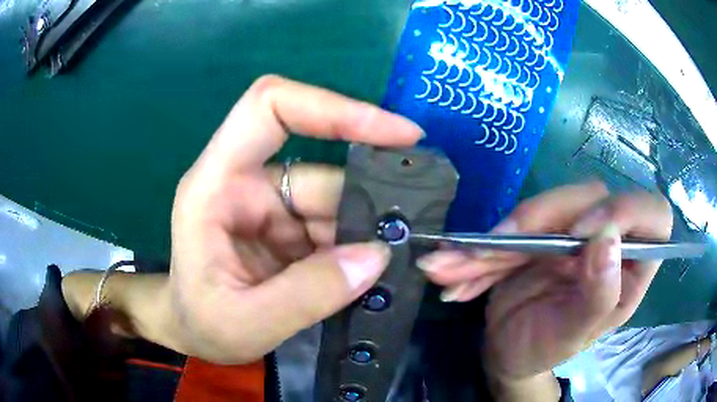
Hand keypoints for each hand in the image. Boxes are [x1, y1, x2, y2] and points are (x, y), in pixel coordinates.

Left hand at [165, 76, 422, 362]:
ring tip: (394, 264)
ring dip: (365, 232)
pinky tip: (372, 272)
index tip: (395, 133)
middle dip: (367, 202)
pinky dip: (356, 247)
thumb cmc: (201, 324)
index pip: (270, 108)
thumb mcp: (247, 322)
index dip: (333, 107)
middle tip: (411, 233)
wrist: (192, 333)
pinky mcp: (286, 228)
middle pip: (320, 169)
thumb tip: (378, 254)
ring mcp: (268, 205)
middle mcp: (244, 183)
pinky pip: (333, 226)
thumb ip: (310, 293)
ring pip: (334, 201)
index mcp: (215, 185)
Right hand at [418, 183, 671, 392]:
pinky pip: (513, 225)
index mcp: (632, 266)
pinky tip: (451, 269)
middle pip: (590, 198)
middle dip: (539, 217)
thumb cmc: (548, 349)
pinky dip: (479, 247)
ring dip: (497, 236)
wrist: (509, 351)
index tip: (581, 232)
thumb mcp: (574, 335)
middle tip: (496, 245)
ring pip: (545, 207)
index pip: (653, 216)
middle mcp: (608, 239)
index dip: (625, 211)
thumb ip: (599, 294)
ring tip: (453, 266)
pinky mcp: (541, 231)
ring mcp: (572, 231)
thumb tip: (607, 239)